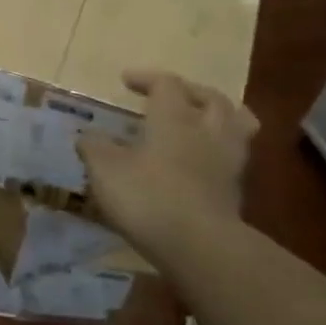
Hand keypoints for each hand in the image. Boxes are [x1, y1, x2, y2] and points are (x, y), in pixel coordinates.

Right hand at [77, 70, 257, 253]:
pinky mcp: (236, 191)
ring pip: (237, 125)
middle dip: (191, 92)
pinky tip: (201, 162)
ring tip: (202, 121)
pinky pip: (234, 157)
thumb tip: (88, 135)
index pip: (166, 84)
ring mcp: (228, 161)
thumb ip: (94, 147)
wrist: (199, 246)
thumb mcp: (105, 169)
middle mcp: (207, 131)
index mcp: (174, 117)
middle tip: (172, 96)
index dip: (146, 78)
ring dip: (220, 116)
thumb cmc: (147, 196)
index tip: (126, 81)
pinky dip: (219, 151)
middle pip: (212, 98)